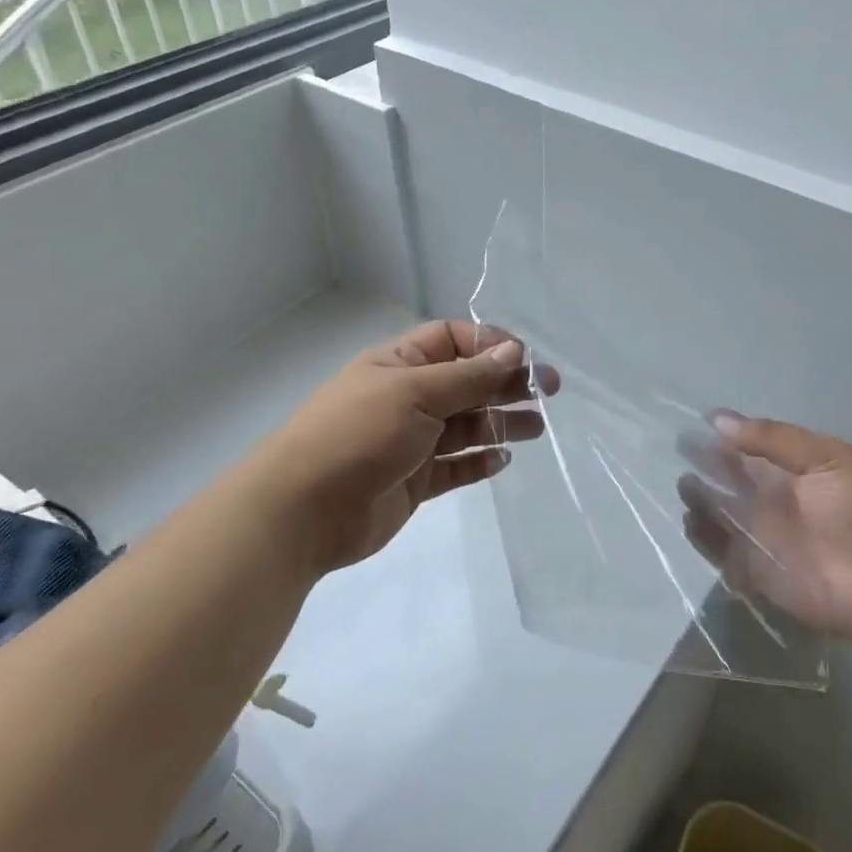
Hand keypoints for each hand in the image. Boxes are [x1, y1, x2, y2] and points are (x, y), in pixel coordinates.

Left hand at [271, 320, 558, 574]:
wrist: (302, 511)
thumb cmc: (358, 434)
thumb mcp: (416, 394)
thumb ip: (469, 377)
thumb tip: (513, 352)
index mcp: (399, 364)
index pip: (452, 340)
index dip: (488, 345)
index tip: (522, 359)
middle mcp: (408, 398)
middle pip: (467, 383)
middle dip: (506, 384)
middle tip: (549, 391)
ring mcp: (412, 441)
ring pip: (466, 426)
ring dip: (501, 423)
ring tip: (536, 428)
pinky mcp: (415, 481)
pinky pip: (456, 466)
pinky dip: (480, 462)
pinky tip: (503, 460)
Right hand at [677, 414, 851, 647]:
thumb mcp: (827, 458)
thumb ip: (773, 438)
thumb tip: (718, 420)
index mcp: (792, 466)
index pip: (748, 444)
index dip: (722, 433)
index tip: (692, 422)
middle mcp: (773, 496)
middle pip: (728, 476)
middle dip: (703, 463)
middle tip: (678, 452)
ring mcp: (761, 534)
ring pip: (718, 511)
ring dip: (699, 498)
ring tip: (685, 488)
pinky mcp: (754, 570)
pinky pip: (720, 551)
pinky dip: (702, 537)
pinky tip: (691, 521)